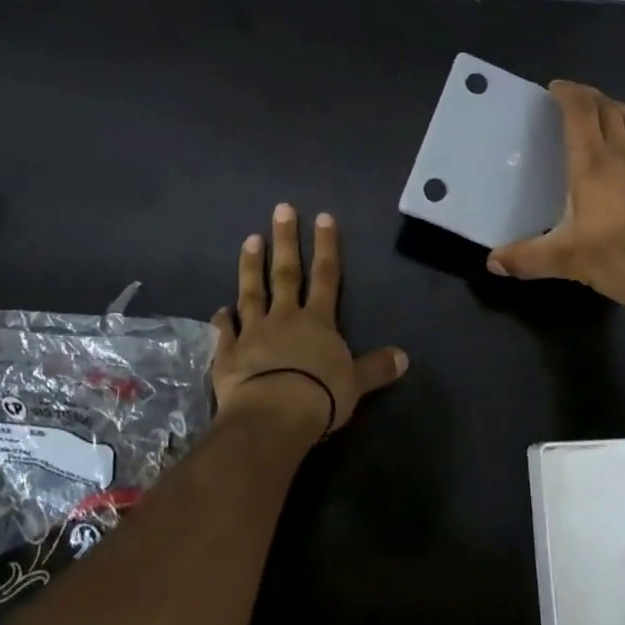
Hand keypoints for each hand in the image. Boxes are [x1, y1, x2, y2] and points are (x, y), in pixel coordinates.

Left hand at [211, 204, 409, 433]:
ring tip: (250, 239)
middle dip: (286, 241)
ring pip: (252, 293)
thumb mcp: (356, 383)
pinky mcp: (229, 354)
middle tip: (281, 209)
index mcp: (318, 322)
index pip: (326, 276)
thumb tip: (404, 357)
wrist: (273, 415)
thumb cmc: (320, 396)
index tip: (323, 217)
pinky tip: (219, 309)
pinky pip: (226, 333)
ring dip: (251, 266)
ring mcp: (254, 333)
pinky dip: (223, 320)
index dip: (326, 246)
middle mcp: (285, 318)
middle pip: (286, 274)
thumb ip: (376, 367)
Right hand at [487, 81, 624, 318]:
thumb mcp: (569, 261)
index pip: (582, 113)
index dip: (569, 94)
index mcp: (595, 165)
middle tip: (572, 96)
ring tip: (601, 112)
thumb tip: (493, 261)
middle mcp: (623, 157)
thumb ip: (528, 258)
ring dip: (615, 110)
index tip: (554, 87)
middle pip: (609, 110)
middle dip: (590, 96)